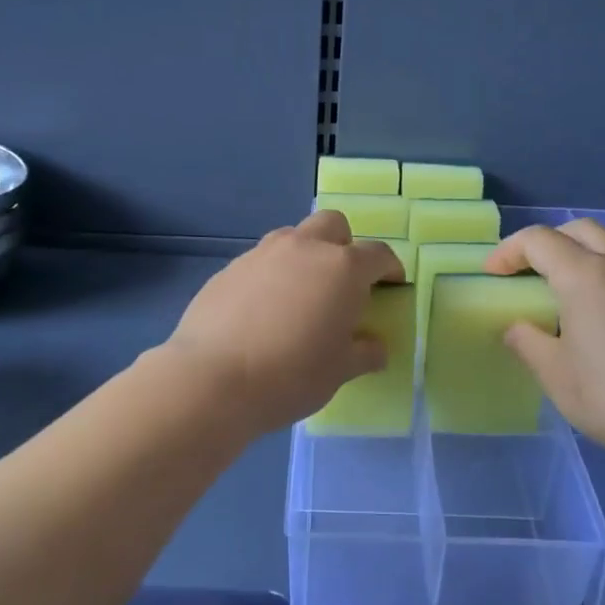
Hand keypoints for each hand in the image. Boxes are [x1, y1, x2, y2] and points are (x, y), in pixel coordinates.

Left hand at [166, 211, 404, 435]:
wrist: (213, 378)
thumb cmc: (291, 375)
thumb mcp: (339, 371)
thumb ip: (363, 353)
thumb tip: (375, 347)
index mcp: (342, 267)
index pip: (378, 254)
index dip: (390, 268)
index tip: (392, 284)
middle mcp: (304, 247)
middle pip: (333, 225)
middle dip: (344, 245)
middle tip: (343, 281)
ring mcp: (263, 253)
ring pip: (293, 237)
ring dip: (305, 255)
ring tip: (301, 295)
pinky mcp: (230, 267)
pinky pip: (261, 260)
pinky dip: (272, 275)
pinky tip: (263, 310)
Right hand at [485, 219, 604, 464]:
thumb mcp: (556, 374)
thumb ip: (527, 342)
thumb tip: (516, 328)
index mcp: (585, 275)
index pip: (538, 240)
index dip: (508, 252)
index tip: (491, 276)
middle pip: (577, 230)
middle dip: (545, 243)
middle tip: (525, 274)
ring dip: (575, 257)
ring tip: (557, 296)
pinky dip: (599, 276)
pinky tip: (593, 317)